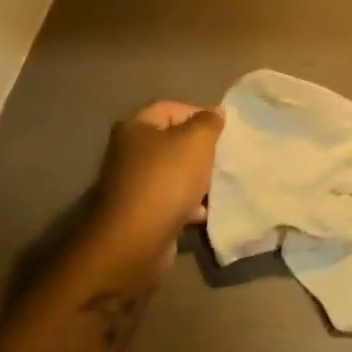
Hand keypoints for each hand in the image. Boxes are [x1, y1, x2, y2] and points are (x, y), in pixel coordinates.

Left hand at [86, 101, 224, 273]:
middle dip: (200, 149)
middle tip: (222, 156)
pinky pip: (169, 200)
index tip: (223, 130)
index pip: (172, 108)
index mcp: (136, 127)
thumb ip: (209, 122)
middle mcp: (129, 152)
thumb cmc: (166, 181)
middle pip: (173, 141)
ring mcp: (132, 184)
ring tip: (216, 184)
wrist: (134, 243)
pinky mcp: (139, 213)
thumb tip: (216, 111)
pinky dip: (187, 203)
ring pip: (173, 172)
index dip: (199, 114)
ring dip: (196, 178)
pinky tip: (202, 212)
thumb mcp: (196, 141)